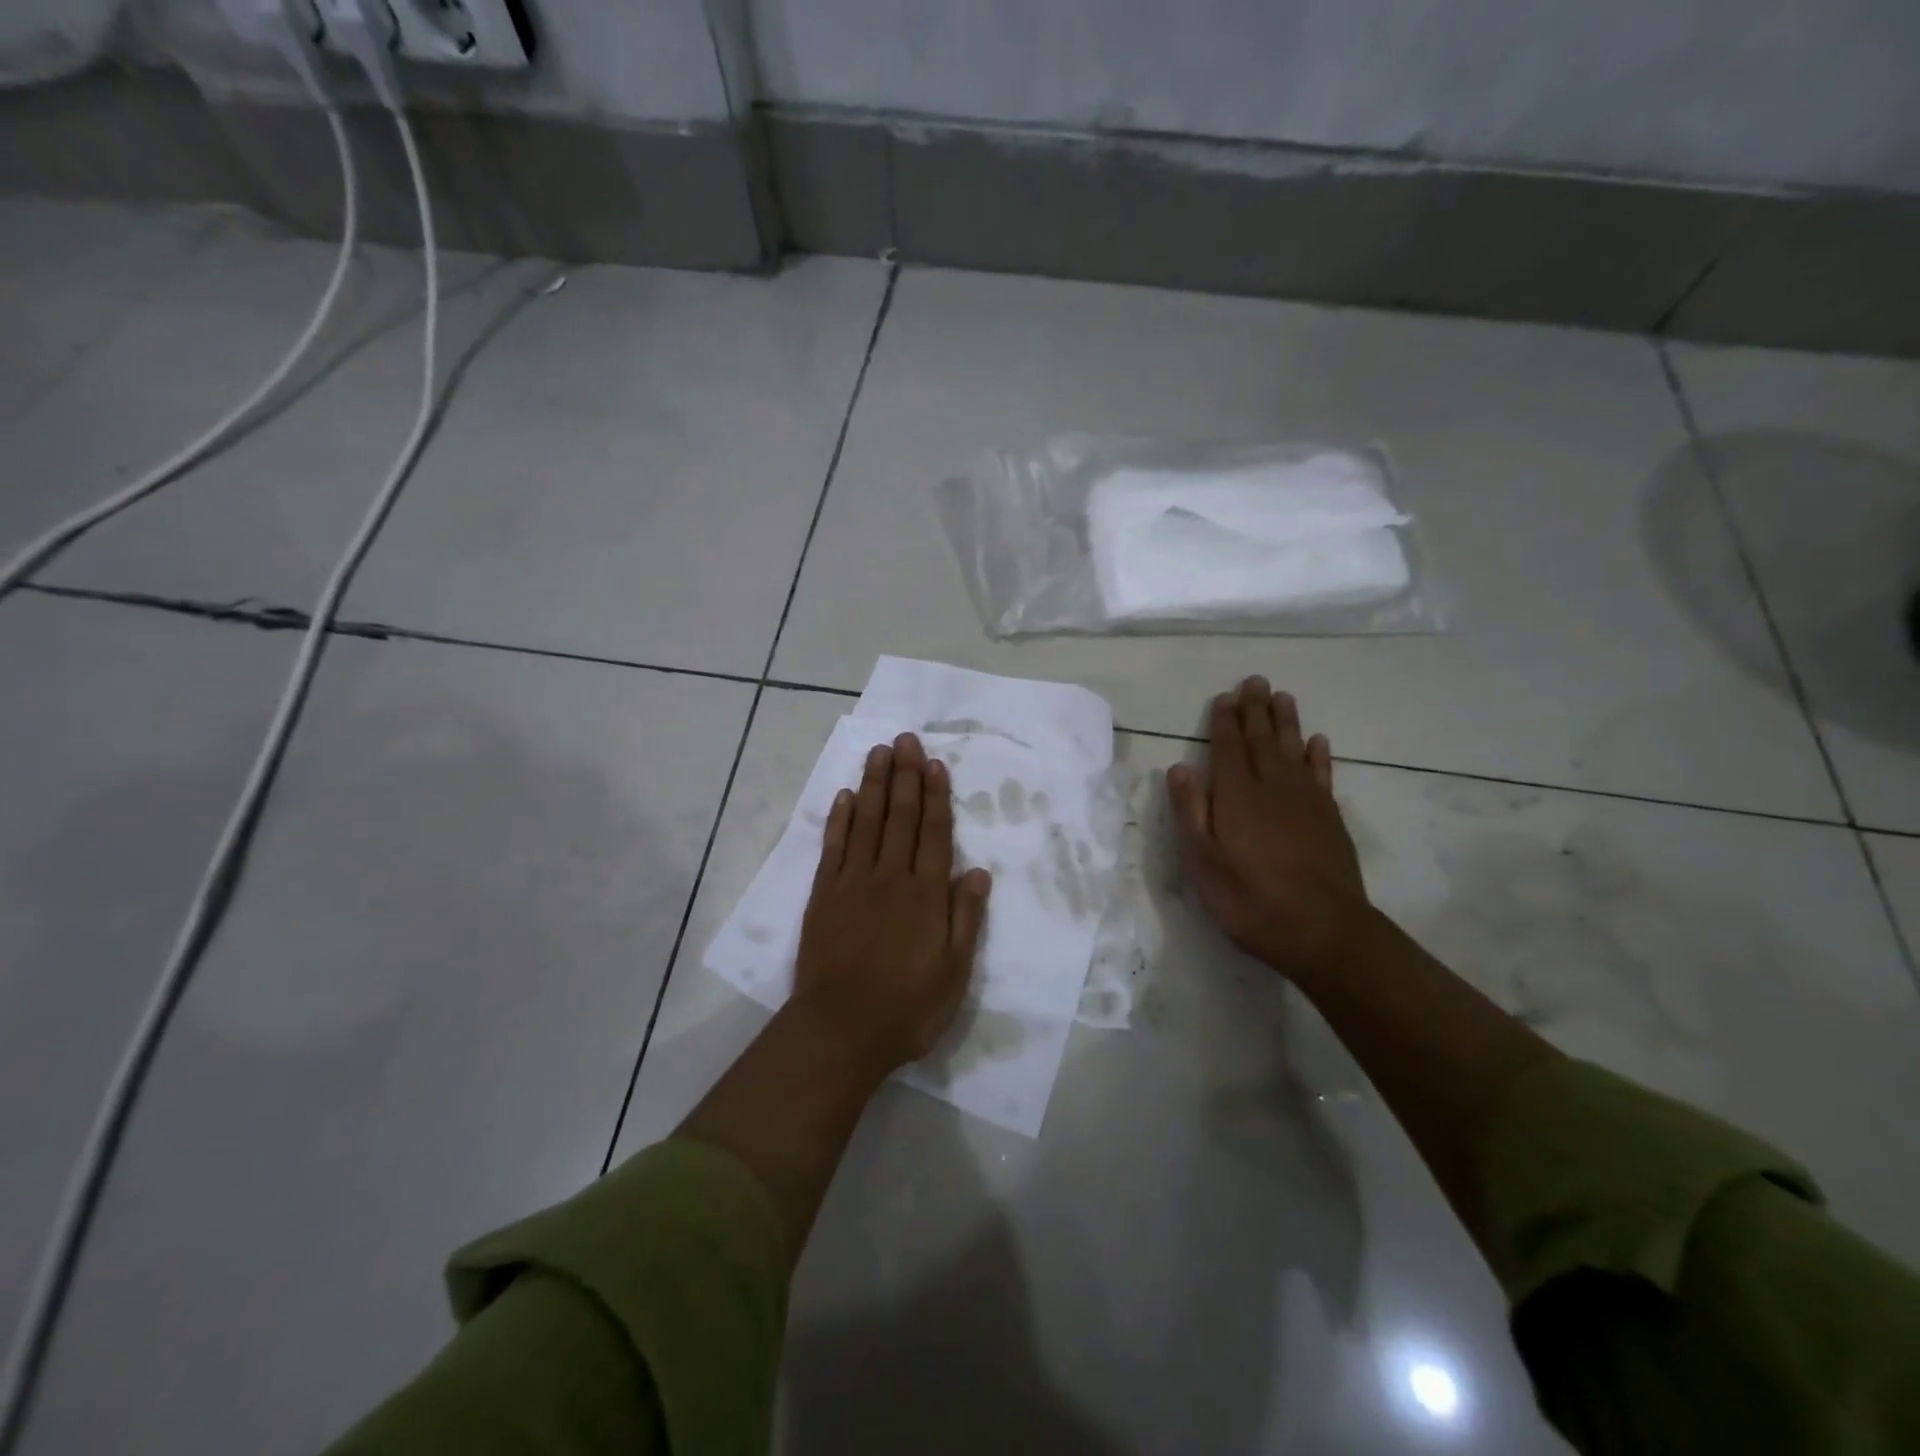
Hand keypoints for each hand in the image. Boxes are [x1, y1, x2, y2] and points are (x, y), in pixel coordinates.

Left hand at [793, 732, 992, 1072]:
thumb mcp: (954, 972)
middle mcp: (890, 877)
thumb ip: (965, 919)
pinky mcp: (823, 896)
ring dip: (873, 785)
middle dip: (905, 776)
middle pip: (901, 817)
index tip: (934, 763)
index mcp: (925, 895)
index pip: (934, 833)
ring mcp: (852, 883)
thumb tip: (977, 873)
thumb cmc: (907, 1007)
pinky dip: (839, 819)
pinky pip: (833, 847)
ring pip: (866, 822)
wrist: (841, 1030)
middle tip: (906, 739)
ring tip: (879, 752)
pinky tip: (844, 796)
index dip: (936, 796)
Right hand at [1166, 677, 1372, 980]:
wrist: (1323, 931)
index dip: (1224, 722)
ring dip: (1286, 722)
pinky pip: (1322, 775)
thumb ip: (1190, 812)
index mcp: (1236, 796)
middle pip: (1262, 740)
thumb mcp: (1203, 862)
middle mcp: (1272, 788)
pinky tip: (1318, 741)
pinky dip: (1319, 755)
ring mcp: (1306, 801)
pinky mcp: (1330, 818)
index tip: (1224, 697)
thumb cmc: (1250, 899)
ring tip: (1282, 696)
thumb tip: (1179, 767)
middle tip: (1254, 681)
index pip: (1227, 748)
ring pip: (1293, 750)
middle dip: (1255, 710)